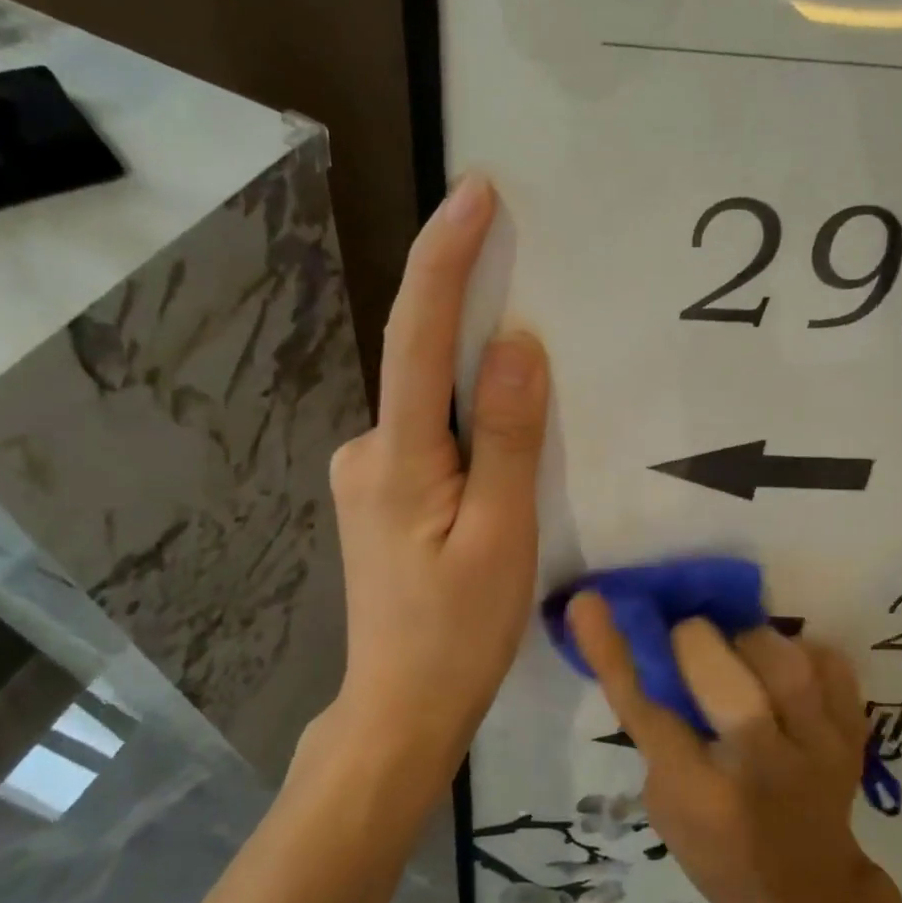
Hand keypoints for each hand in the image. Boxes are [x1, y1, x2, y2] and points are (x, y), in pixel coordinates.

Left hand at [321, 175, 548, 776]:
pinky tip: (502, 441)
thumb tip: (518, 346)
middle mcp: (368, 449)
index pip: (419, 336)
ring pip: (431, 404)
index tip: (475, 193)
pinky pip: (432, 435)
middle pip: (423, 362)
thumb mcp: (501, 537)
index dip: (445, 258)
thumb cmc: (456, 634)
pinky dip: (468, 420)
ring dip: (475, 375)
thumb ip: (509, 439)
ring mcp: (368, 474)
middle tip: (521, 260)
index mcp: (397, 457)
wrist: (400, 709)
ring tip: (533, 365)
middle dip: (466, 306)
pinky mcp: (382, 496)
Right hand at [567, 594, 882, 902]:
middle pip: (723, 675)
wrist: (812, 890)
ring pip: (783, 660)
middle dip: (694, 642)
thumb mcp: (667, 805)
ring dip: (750, 643)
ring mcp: (820, 748)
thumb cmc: (720, 852)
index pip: (646, 707)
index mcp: (702, 795)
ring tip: (741, 657)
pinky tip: (784, 674)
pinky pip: (829, 663)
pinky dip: (802, 654)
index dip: (612, 649)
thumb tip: (652, 653)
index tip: (589, 603)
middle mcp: (763, 767)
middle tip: (689, 644)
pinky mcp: (855, 733)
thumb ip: (658, 733)